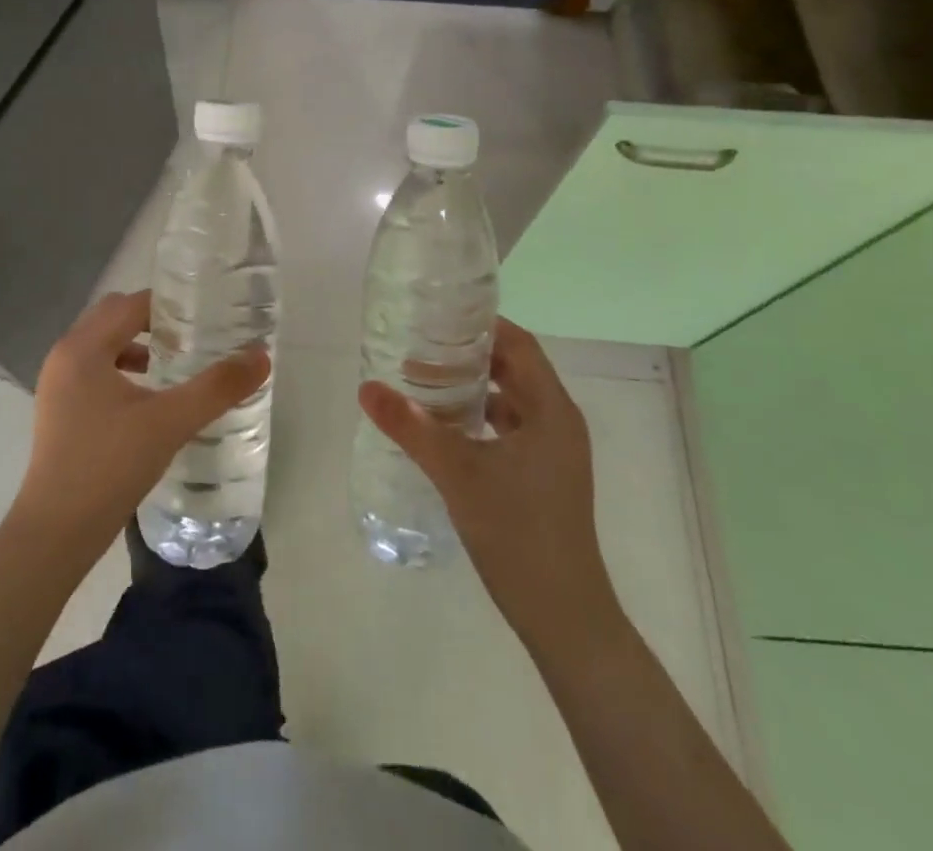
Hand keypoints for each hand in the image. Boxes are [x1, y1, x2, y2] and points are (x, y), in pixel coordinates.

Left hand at [14, 290, 269, 555]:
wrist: (56, 533)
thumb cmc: (109, 466)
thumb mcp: (170, 422)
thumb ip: (217, 387)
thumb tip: (261, 356)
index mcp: (83, 347)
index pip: (131, 305)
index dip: (169, 306)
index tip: (204, 316)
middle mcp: (64, 356)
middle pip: (113, 317)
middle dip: (152, 322)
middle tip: (192, 337)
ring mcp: (56, 384)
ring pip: (101, 345)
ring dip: (136, 346)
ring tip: (174, 366)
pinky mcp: (58, 410)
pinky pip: (93, 370)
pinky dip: (121, 370)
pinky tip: (148, 400)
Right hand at [359, 318, 617, 638]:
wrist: (564, 618)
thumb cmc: (517, 533)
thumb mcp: (457, 473)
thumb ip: (411, 427)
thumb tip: (367, 387)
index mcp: (551, 410)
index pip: (519, 345)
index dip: (482, 325)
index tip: (439, 315)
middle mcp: (558, 423)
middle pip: (514, 369)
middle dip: (470, 355)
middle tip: (421, 344)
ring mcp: (554, 453)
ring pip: (511, 400)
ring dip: (473, 387)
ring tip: (425, 380)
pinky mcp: (544, 477)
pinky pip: (510, 428)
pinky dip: (479, 417)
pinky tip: (444, 427)